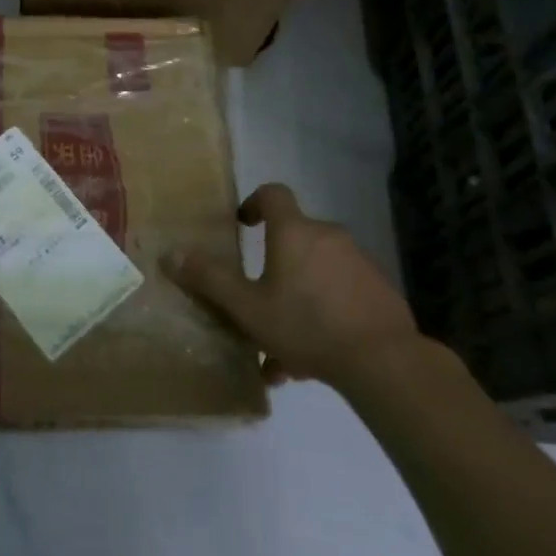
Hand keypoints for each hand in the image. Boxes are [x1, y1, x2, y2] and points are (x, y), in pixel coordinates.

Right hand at [163, 183, 418, 385]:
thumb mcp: (247, 307)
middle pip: (294, 240)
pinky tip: (314, 359)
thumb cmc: (306, 325)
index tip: (243, 225)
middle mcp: (327, 236)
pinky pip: (340, 294)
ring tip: (282, 349)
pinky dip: (323, 314)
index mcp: (293, 232)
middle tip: (257, 303)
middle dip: (273, 270)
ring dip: (297, 300)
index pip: (273, 194)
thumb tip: (170, 253)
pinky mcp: (379, 291)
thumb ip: (209, 280)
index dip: (254, 203)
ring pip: (316, 274)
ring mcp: (358, 263)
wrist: (384, 361)